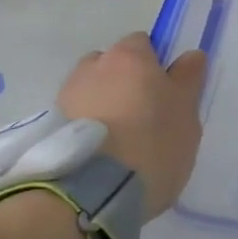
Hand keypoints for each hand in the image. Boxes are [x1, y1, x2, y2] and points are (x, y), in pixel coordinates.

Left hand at [57, 33, 206, 221]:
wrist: (91, 194)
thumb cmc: (151, 142)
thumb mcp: (186, 112)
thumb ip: (188, 80)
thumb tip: (190, 56)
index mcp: (129, 56)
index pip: (142, 44)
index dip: (154, 65)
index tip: (164, 94)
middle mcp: (92, 67)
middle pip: (110, 66)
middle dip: (123, 83)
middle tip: (141, 116)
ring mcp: (65, 97)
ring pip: (89, 92)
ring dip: (100, 106)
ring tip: (115, 142)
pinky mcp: (47, 130)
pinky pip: (73, 120)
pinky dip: (84, 129)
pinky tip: (97, 157)